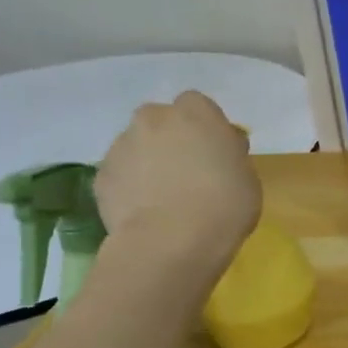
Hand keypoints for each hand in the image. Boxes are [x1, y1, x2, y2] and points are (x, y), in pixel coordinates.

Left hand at [94, 93, 261, 266]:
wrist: (171, 242)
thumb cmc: (224, 205)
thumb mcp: (247, 176)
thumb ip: (230, 154)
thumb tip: (220, 150)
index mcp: (195, 113)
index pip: (198, 105)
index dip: (205, 127)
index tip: (214, 151)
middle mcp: (153, 119)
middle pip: (160, 120)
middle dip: (170, 139)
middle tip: (187, 171)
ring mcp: (121, 146)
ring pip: (137, 147)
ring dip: (148, 162)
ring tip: (163, 198)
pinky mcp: (101, 177)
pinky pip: (120, 176)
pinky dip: (130, 187)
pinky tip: (145, 212)